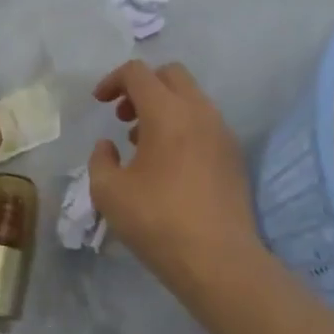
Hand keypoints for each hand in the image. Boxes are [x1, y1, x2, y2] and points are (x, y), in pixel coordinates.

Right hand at [88, 60, 261, 287]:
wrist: (219, 261)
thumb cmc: (158, 221)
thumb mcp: (109, 192)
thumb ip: (100, 160)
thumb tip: (108, 146)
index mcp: (167, 112)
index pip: (138, 73)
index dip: (112, 80)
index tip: (99, 103)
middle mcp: (200, 112)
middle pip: (171, 75)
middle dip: (142, 87)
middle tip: (123, 117)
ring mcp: (222, 132)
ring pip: (191, 98)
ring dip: (164, 108)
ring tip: (142, 144)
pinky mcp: (234, 156)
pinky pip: (205, 123)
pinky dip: (183, 127)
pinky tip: (169, 165)